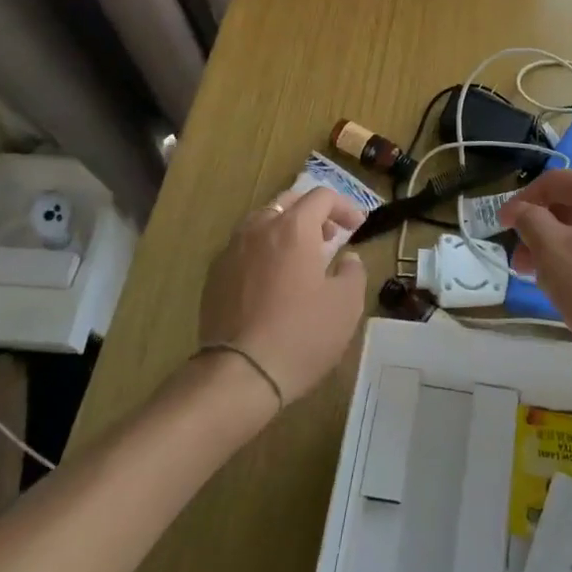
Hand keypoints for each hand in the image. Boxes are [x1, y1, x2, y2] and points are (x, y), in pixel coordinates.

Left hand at [198, 187, 367, 406]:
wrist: (239, 374)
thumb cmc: (301, 335)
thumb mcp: (346, 305)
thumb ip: (353, 271)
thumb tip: (347, 259)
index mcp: (293, 228)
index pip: (322, 197)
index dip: (344, 206)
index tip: (357, 227)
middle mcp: (259, 228)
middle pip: (288, 202)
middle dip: (313, 213)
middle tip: (329, 236)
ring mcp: (231, 250)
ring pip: (262, 223)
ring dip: (285, 230)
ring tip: (300, 258)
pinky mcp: (214, 275)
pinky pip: (244, 249)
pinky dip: (263, 252)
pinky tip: (271, 281)